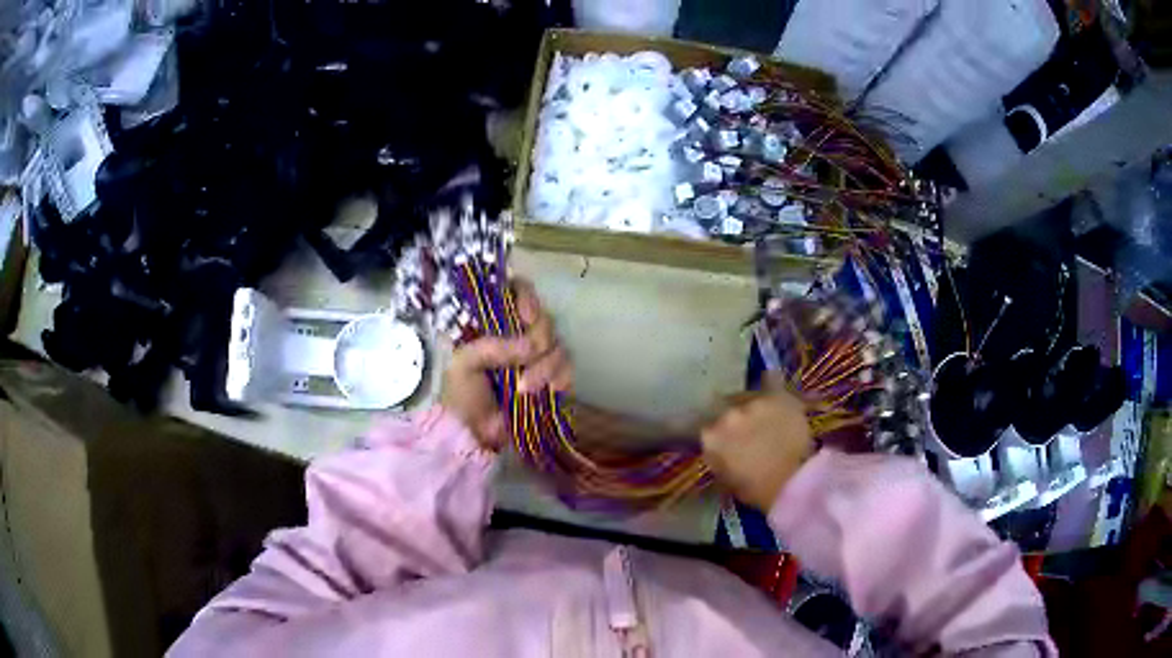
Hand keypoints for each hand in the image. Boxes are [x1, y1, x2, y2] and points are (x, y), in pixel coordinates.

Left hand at [441, 279, 571, 449]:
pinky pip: (567, 369)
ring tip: (524, 389)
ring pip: (558, 346)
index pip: (517, 291)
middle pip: (544, 319)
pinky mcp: (551, 379)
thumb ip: (492, 347)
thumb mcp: (464, 363)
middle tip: (525, 361)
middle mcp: (518, 335)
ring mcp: (536, 358)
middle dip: (538, 341)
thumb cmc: (460, 396)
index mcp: (493, 323)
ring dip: (545, 368)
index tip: (526, 316)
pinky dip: (560, 378)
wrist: (472, 436)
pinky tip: (550, 390)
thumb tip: (531, 347)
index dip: (526, 296)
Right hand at [700, 390, 813, 511]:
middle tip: (746, 428)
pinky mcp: (777, 396)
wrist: (791, 482)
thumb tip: (718, 446)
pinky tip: (772, 383)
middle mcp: (727, 414)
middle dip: (733, 416)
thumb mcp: (725, 478)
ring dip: (753, 405)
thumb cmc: (756, 490)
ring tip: (765, 415)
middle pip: (724, 407)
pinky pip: (771, 380)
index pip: (705, 427)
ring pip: (748, 396)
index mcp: (711, 437)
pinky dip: (770, 382)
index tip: (723, 438)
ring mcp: (753, 402)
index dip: (715, 431)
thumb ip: (717, 455)